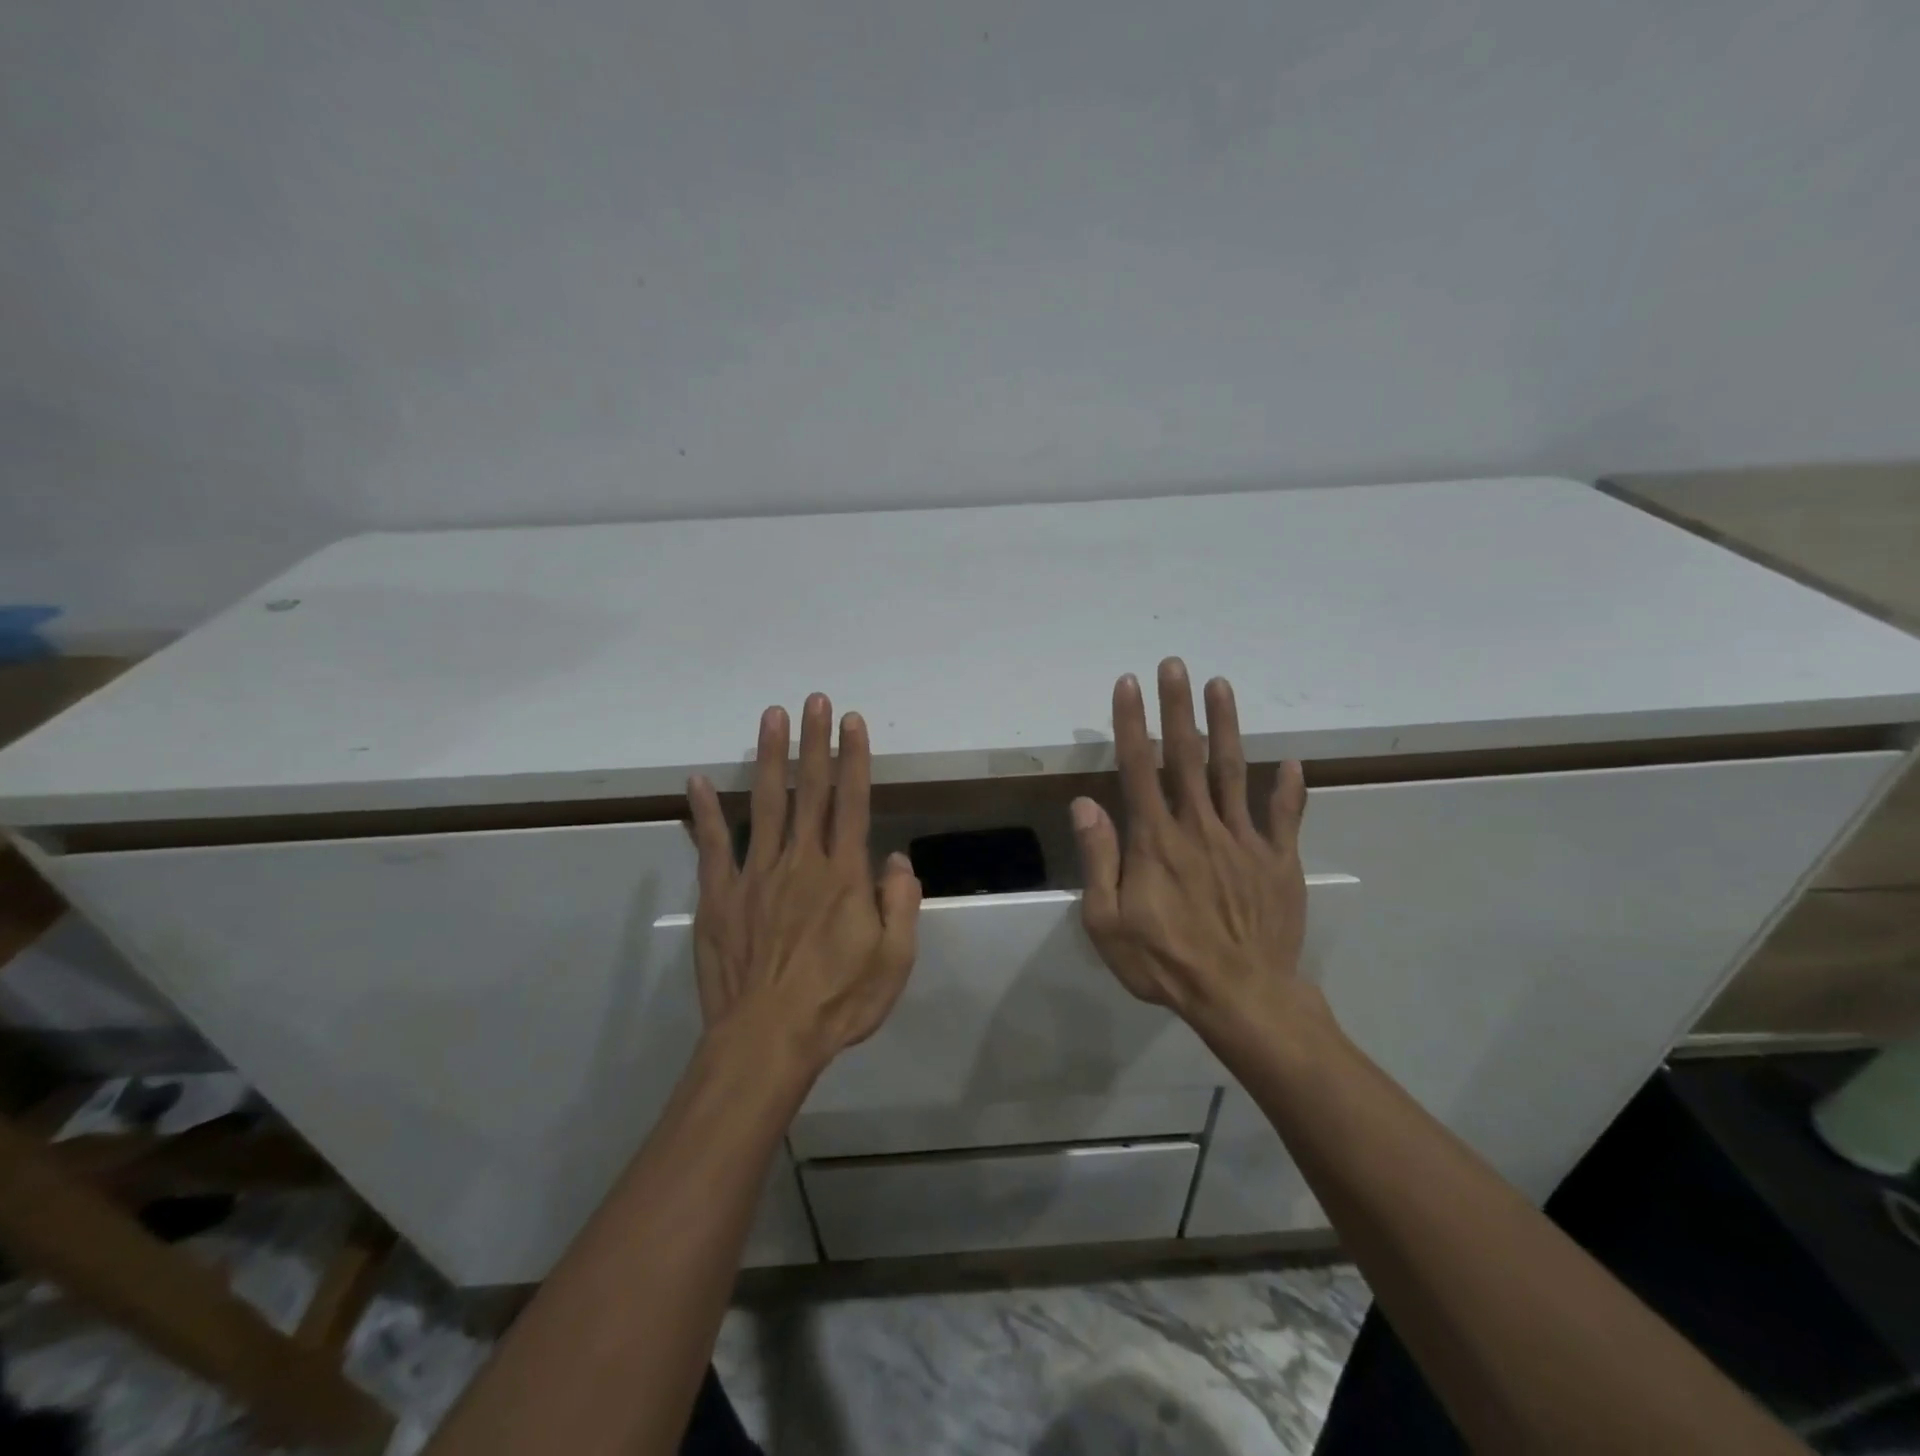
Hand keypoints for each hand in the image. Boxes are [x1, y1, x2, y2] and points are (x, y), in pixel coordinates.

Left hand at [687, 694, 920, 1069]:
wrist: (767, 1040)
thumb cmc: (838, 1002)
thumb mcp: (893, 961)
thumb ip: (900, 904)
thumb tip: (897, 860)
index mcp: (842, 875)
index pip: (851, 803)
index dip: (854, 759)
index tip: (853, 722)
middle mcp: (800, 862)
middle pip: (809, 791)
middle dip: (815, 742)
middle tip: (814, 700)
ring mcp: (755, 876)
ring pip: (765, 805)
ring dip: (770, 758)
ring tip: (771, 716)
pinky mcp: (720, 896)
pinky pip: (712, 847)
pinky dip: (704, 813)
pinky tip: (697, 782)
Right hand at [1071, 658, 1317, 1041]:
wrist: (1242, 997)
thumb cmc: (1164, 962)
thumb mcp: (1107, 921)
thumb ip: (1098, 858)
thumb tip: (1083, 803)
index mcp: (1155, 839)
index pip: (1138, 767)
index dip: (1132, 723)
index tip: (1128, 684)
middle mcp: (1199, 826)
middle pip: (1186, 756)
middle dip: (1178, 707)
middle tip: (1175, 664)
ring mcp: (1243, 840)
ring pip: (1233, 772)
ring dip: (1226, 726)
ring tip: (1222, 685)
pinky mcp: (1278, 860)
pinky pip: (1283, 817)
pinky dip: (1288, 790)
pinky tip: (1292, 764)